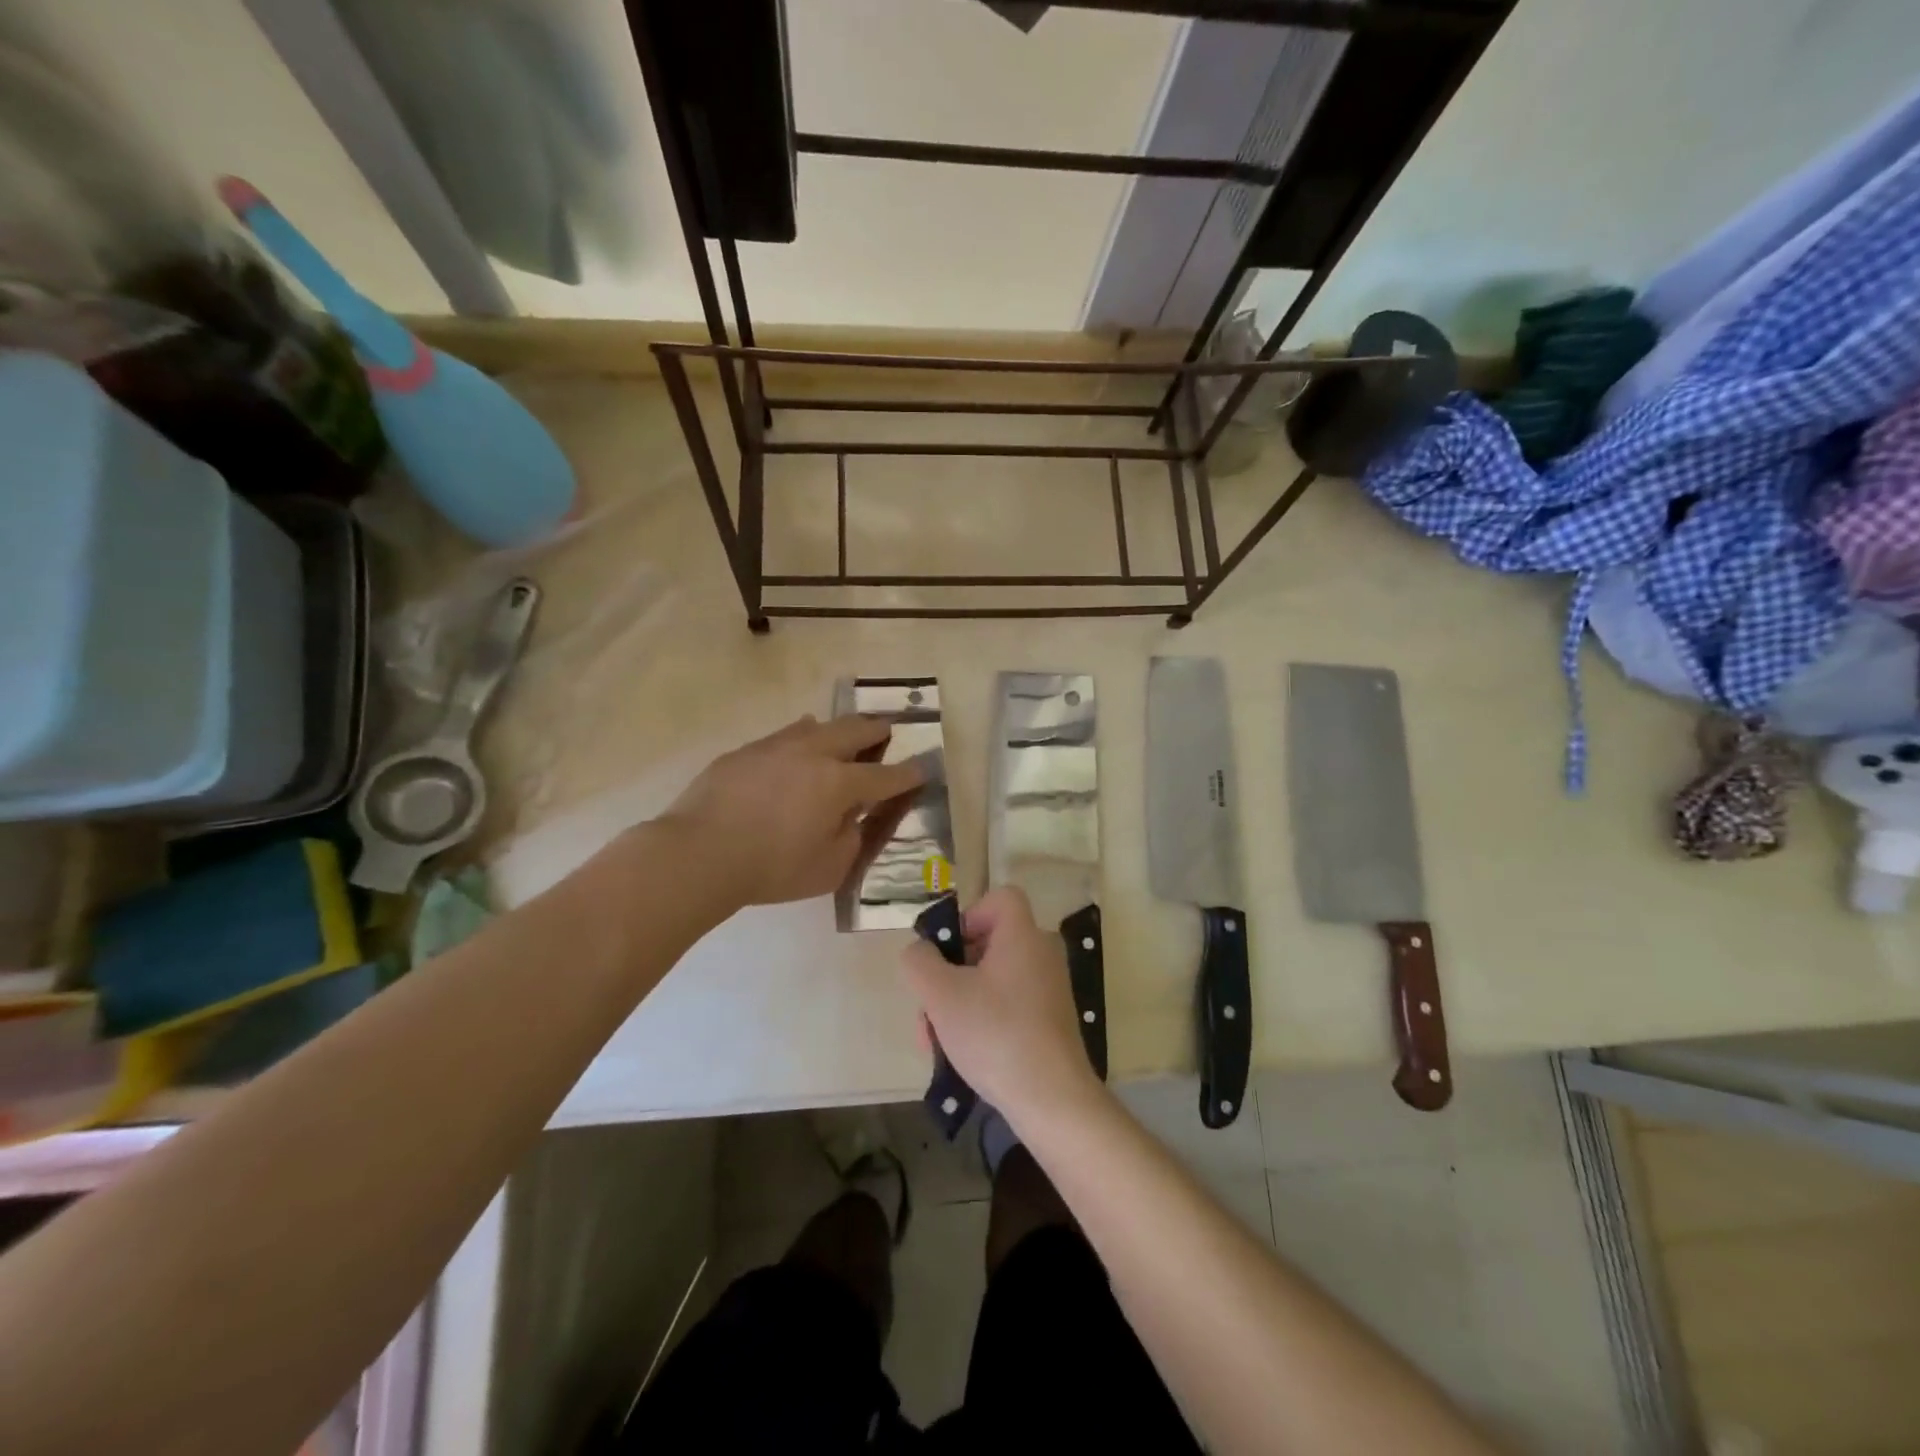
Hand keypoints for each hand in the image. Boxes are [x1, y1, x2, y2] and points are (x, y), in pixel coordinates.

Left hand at [661, 715, 923, 911]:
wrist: (698, 853)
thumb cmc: (771, 868)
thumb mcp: (829, 868)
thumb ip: (851, 839)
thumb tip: (851, 818)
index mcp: (840, 783)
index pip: (887, 776)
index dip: (909, 774)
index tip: (923, 769)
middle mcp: (814, 754)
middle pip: (856, 731)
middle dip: (878, 731)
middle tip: (888, 731)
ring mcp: (777, 746)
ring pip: (818, 725)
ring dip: (840, 728)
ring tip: (846, 732)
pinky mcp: (747, 751)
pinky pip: (785, 734)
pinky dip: (803, 735)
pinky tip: (799, 738)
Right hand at [902, 887, 1101, 1125]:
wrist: (1052, 1099)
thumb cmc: (995, 1034)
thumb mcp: (941, 994)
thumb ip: (920, 962)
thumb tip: (920, 952)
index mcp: (1022, 936)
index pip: (1000, 898)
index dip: (969, 915)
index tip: (947, 952)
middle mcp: (1041, 955)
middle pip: (987, 944)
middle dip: (949, 974)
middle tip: (928, 1007)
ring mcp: (1048, 990)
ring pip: (990, 981)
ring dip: (957, 1005)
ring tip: (934, 1042)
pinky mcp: (1049, 1022)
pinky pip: (1006, 1006)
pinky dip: (980, 1022)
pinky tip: (959, 1056)